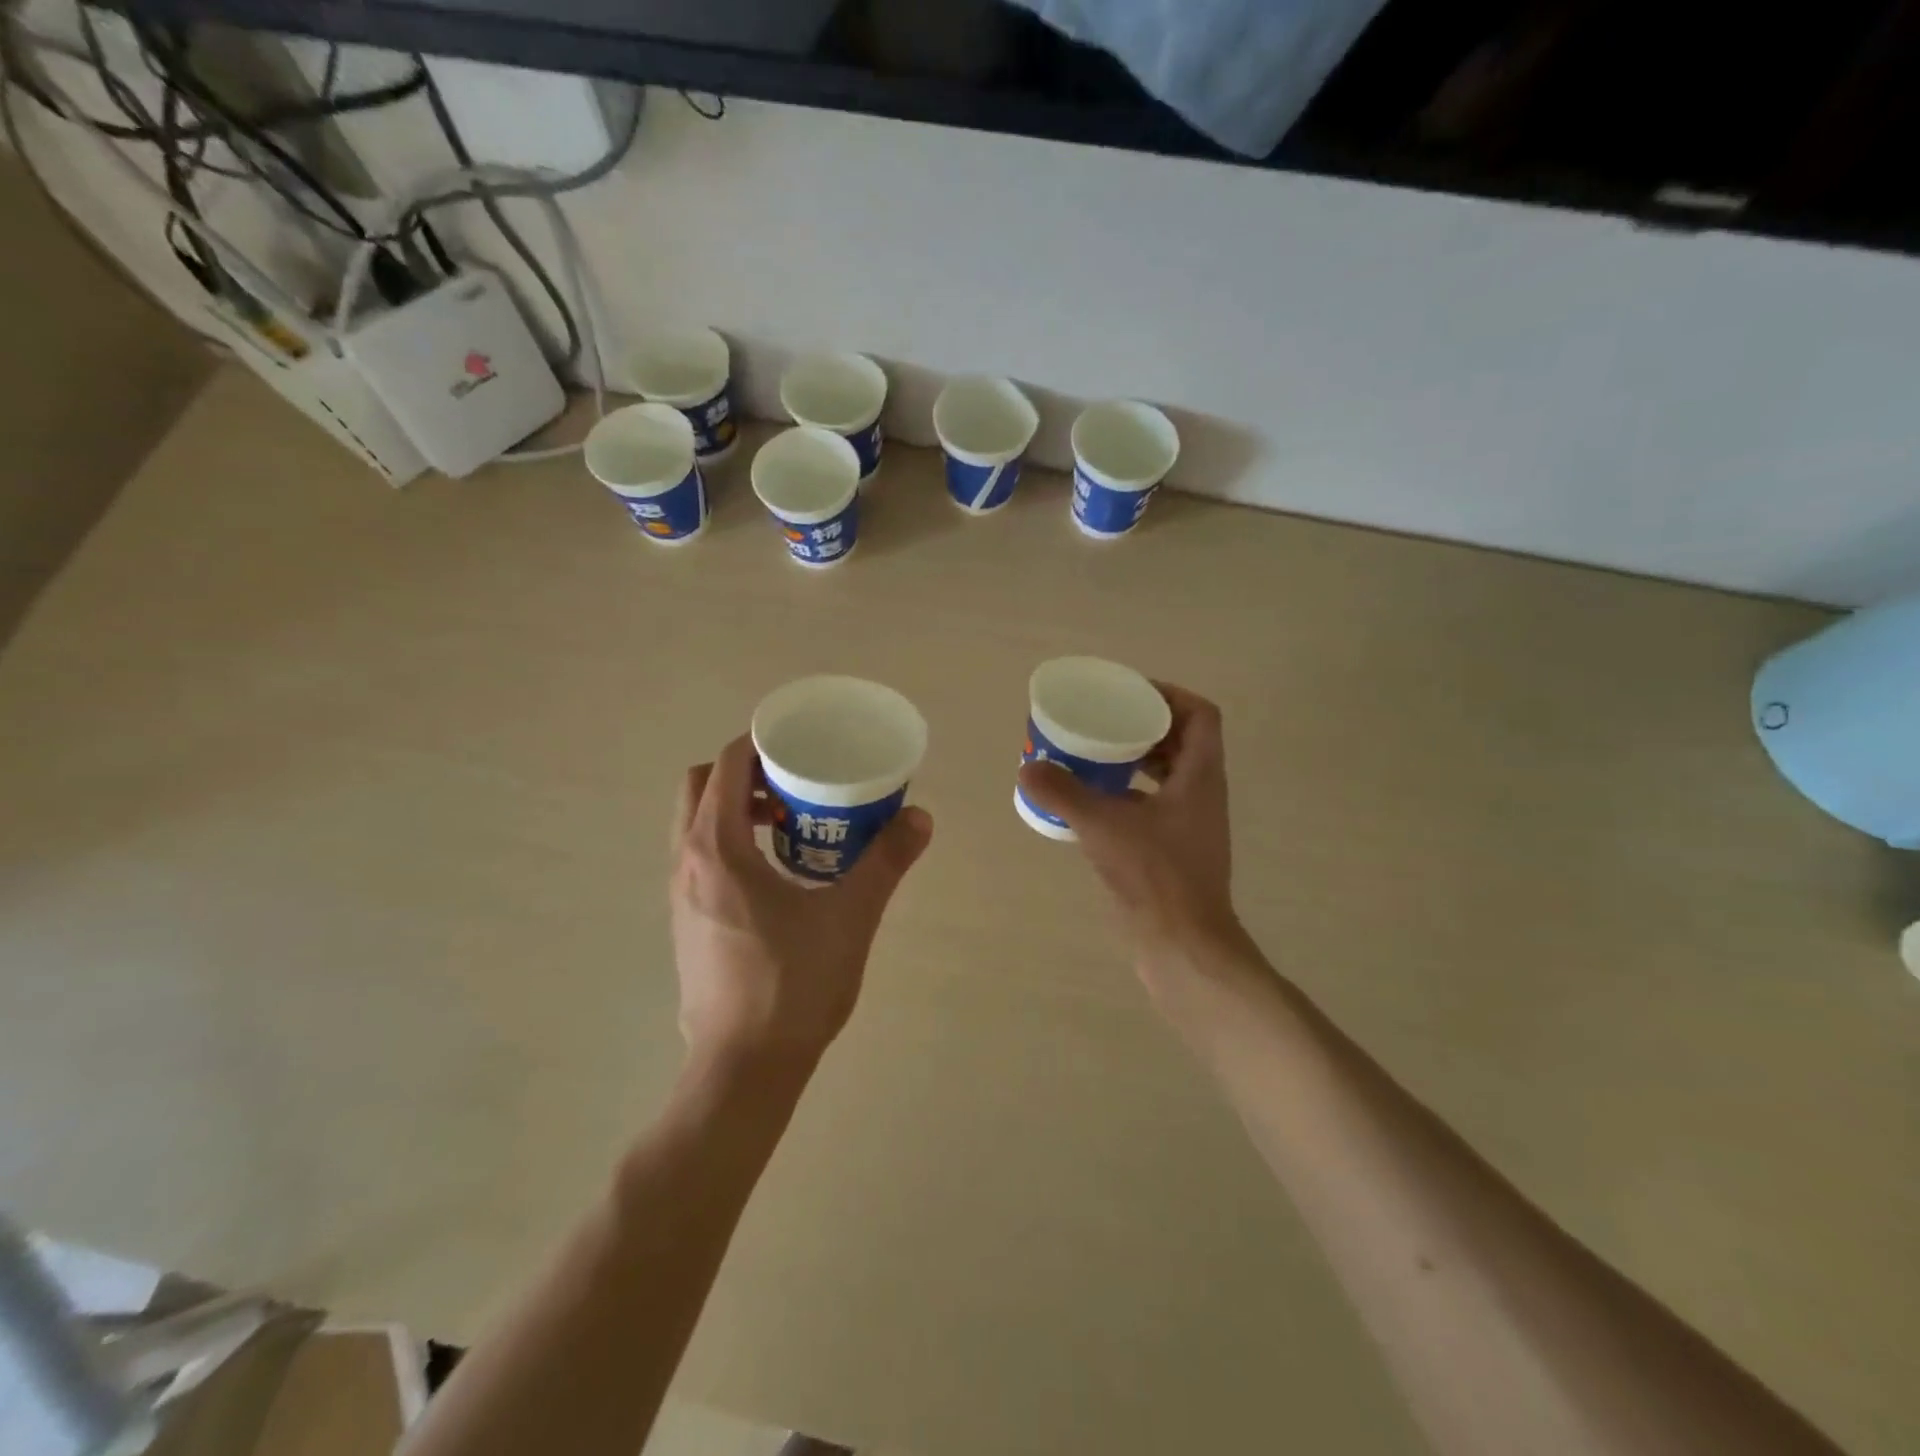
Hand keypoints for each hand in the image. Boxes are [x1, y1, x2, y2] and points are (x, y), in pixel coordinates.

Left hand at [670, 734, 932, 1073]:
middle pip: (703, 785)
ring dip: (737, 807)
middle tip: (795, 784)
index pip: (728, 764)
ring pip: (697, 822)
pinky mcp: (686, 921)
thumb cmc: (793, 985)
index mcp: (719, 848)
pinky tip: (777, 874)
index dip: (762, 742)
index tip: (802, 744)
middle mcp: (688, 861)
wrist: (743, 1067)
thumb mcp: (850, 917)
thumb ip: (886, 861)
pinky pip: (700, 855)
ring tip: (791, 825)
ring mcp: (680, 893)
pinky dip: (731, 840)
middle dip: (746, 772)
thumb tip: (920, 818)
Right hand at [1016, 683, 1251, 979]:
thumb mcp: (1103, 826)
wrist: (1182, 945)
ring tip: (1094, 755)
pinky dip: (1128, 793)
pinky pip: (1154, 804)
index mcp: (1200, 776)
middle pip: (1182, 740)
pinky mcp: (1175, 849)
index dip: (1170, 695)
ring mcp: (1190, 824)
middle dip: (1144, 725)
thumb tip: (1027, 767)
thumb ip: (1063, 793)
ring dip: (1135, 759)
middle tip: (1104, 721)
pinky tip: (1093, 802)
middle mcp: (1201, 794)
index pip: (1200, 715)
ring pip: (1168, 774)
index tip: (1130, 694)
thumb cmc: (1155, 876)